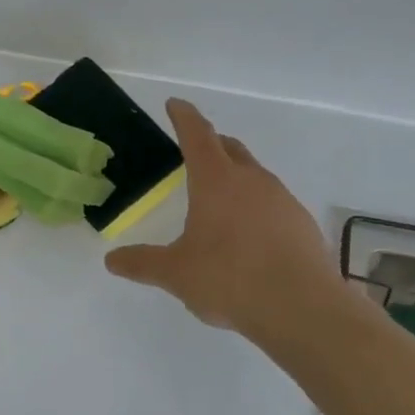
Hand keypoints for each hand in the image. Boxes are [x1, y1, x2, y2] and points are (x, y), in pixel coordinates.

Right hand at [104, 99, 344, 346]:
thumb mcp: (176, 273)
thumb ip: (143, 264)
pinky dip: (256, 205)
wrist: (303, 310)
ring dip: (236, 176)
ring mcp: (282, 200)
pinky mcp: (302, 224)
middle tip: (195, 149)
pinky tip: (250, 234)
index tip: (175, 104)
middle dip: (211, 143)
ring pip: (254, 175)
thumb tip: (111, 261)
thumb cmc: (229, 279)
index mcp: (215, 180)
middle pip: (230, 148)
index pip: (197, 135)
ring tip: (220, 198)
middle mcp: (251, 180)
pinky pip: (273, 202)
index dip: (184, 117)